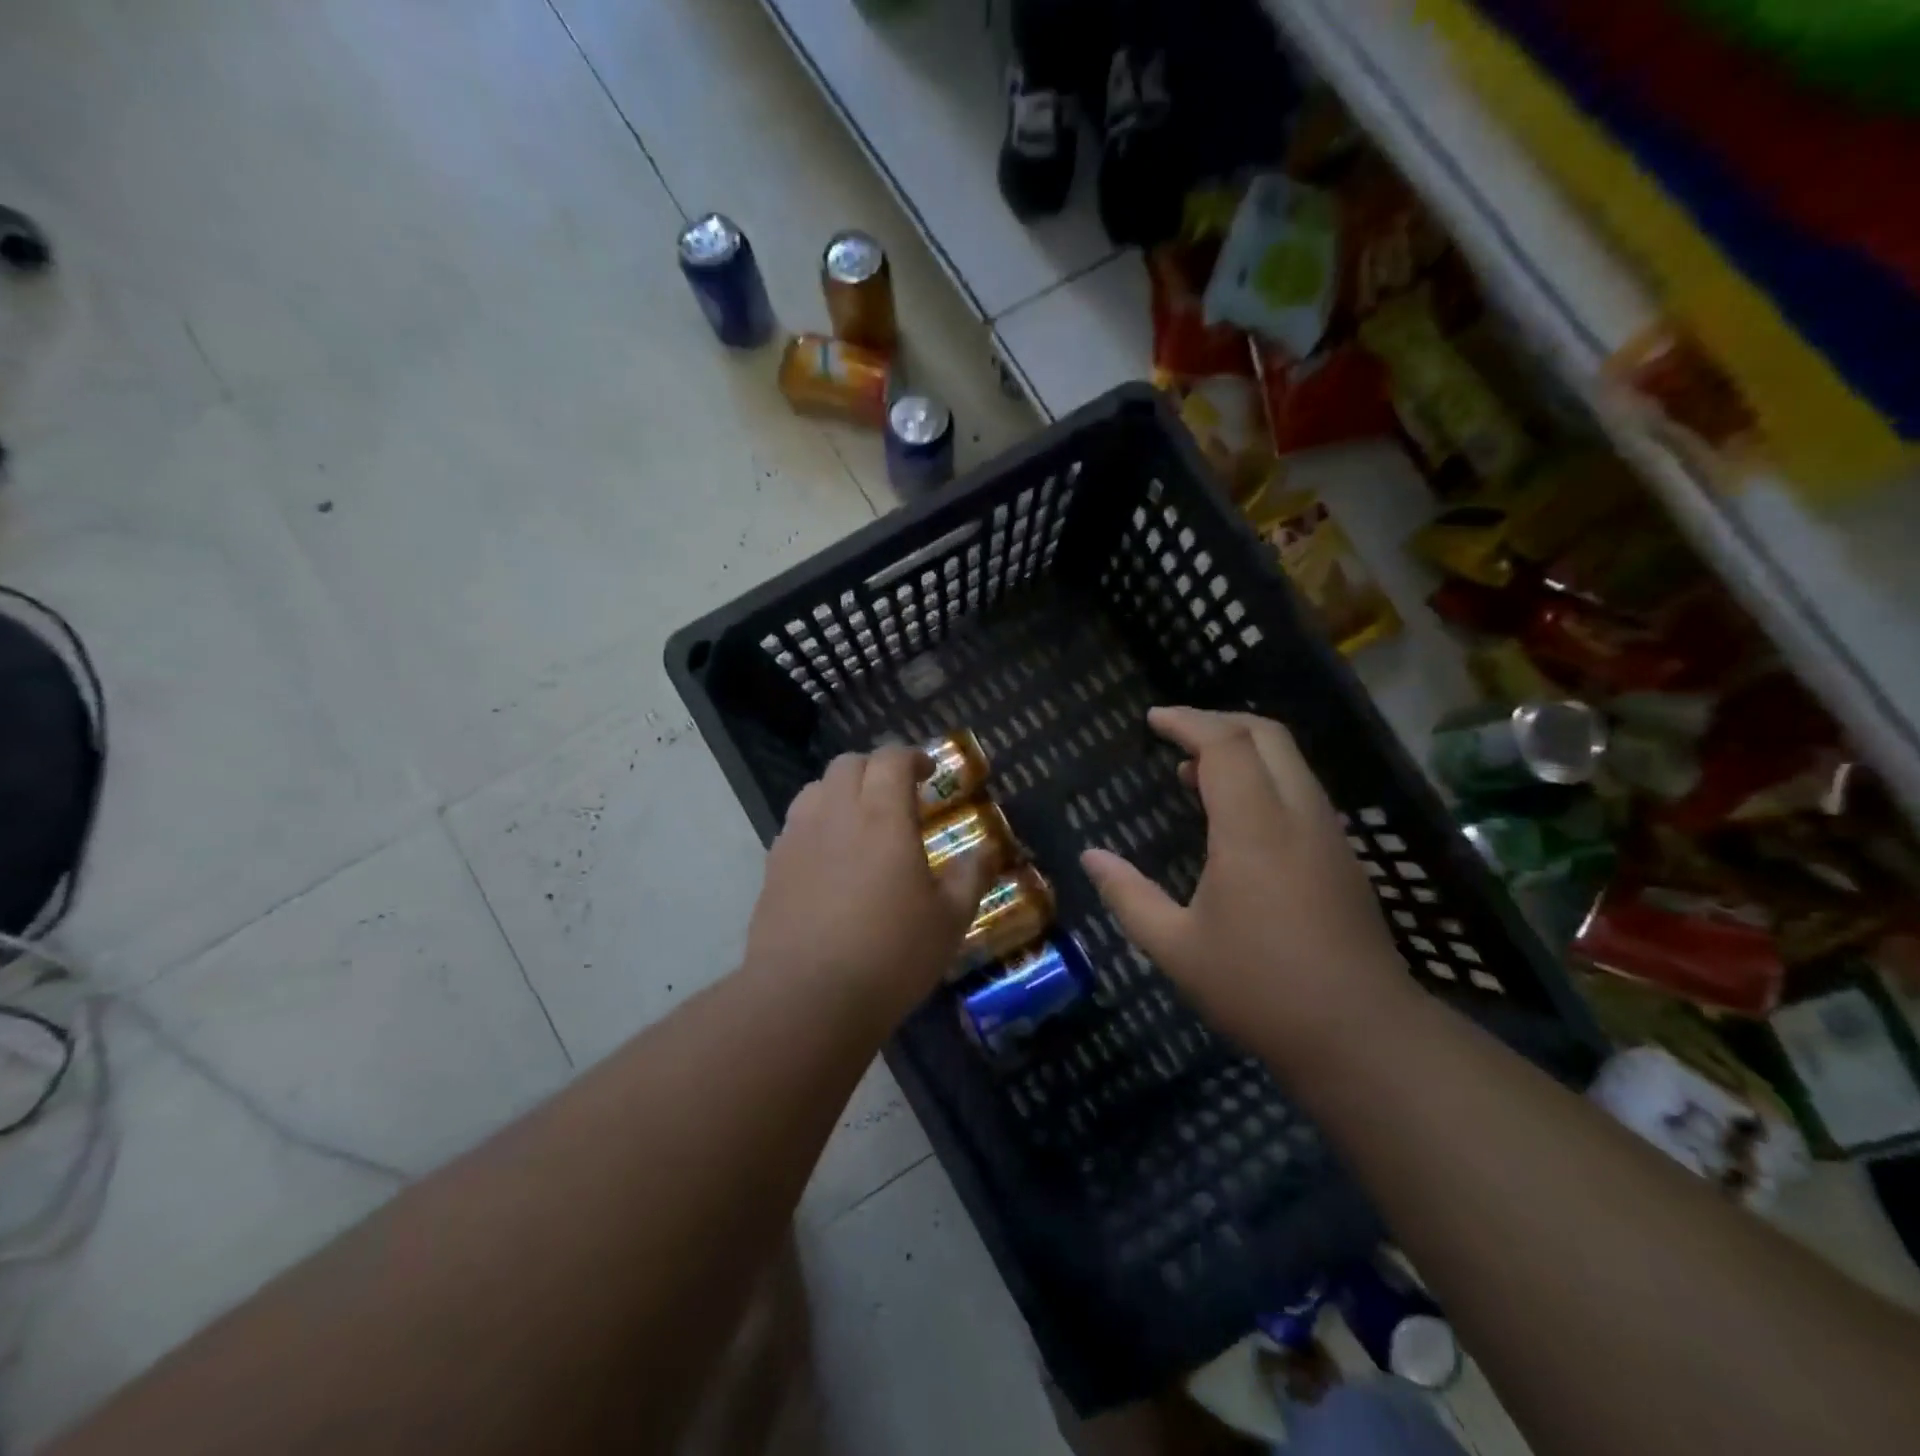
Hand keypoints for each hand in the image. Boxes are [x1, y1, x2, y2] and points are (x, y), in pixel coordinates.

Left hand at [744, 747, 990, 1024]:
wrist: (807, 998)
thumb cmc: (890, 955)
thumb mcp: (949, 920)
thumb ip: (970, 877)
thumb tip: (986, 851)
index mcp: (883, 817)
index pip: (891, 759)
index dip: (912, 756)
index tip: (929, 772)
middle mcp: (835, 814)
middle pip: (848, 764)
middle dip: (876, 767)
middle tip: (897, 793)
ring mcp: (797, 839)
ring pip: (815, 789)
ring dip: (841, 791)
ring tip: (859, 820)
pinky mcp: (773, 868)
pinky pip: (795, 825)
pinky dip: (817, 823)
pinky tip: (829, 858)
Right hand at [1080, 707, 1412, 1065]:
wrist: (1363, 1036)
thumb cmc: (1260, 989)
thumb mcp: (1176, 948)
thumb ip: (1128, 896)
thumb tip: (1091, 857)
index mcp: (1254, 829)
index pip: (1224, 745)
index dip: (1186, 721)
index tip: (1152, 719)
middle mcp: (1298, 816)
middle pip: (1266, 735)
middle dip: (1217, 721)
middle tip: (1174, 733)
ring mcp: (1328, 834)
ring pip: (1289, 760)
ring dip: (1242, 749)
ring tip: (1193, 772)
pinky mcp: (1342, 856)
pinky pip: (1300, 789)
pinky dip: (1263, 776)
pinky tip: (1235, 814)